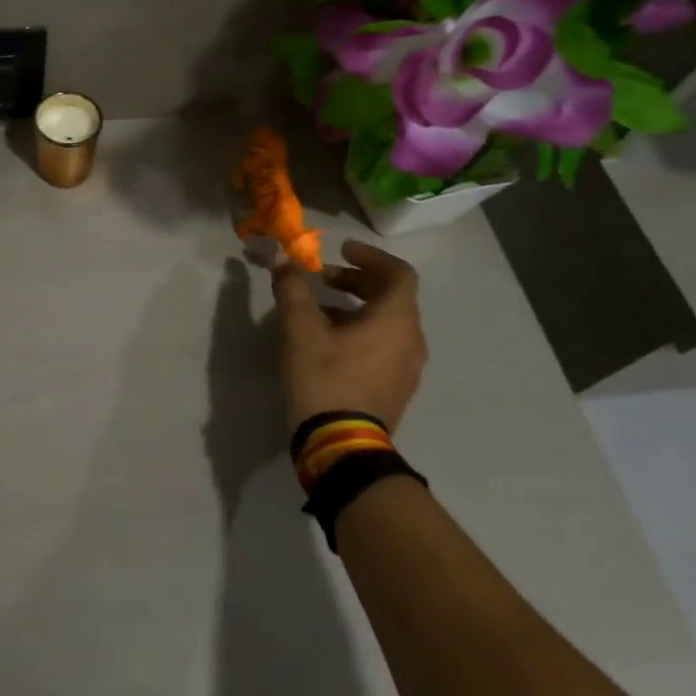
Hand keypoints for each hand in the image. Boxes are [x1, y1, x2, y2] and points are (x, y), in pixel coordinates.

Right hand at [271, 239, 427, 435]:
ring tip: (320, 309)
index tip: (341, 250)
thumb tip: (283, 259)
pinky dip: (363, 330)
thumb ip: (292, 288)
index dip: (370, 256)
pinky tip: (330, 342)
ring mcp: (408, 367)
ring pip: (388, 322)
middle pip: (392, 296)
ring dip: (357, 306)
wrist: (341, 445)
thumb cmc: (323, 377)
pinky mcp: (397, 388)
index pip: (398, 273)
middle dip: (357, 281)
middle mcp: (411, 339)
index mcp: (396, 319)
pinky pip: (386, 345)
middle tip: (323, 278)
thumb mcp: (299, 328)